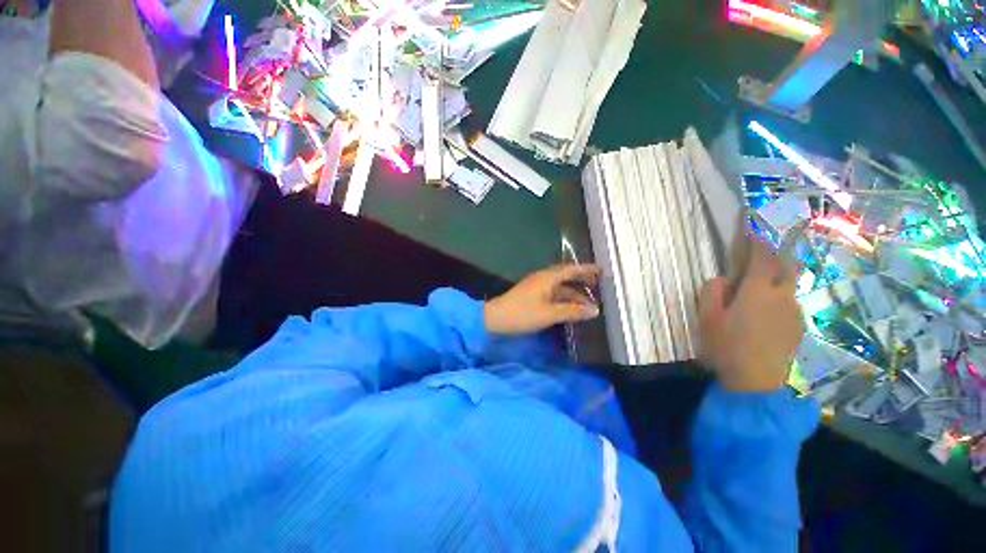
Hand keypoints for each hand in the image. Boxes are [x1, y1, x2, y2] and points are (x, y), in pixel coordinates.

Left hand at [484, 264, 600, 334]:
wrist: (496, 318)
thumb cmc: (523, 313)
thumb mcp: (549, 314)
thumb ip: (572, 311)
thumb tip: (593, 311)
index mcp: (547, 278)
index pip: (571, 270)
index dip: (587, 269)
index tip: (601, 269)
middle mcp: (543, 278)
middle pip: (566, 276)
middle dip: (581, 280)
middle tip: (597, 285)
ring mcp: (537, 286)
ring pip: (559, 286)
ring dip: (573, 293)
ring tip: (588, 304)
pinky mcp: (532, 294)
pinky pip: (553, 293)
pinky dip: (563, 298)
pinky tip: (570, 307)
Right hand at [699, 240, 803, 391]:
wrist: (756, 381)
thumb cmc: (726, 345)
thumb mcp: (708, 316)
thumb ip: (713, 291)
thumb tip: (724, 279)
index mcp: (758, 290)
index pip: (763, 257)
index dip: (758, 240)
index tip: (754, 227)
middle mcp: (783, 296)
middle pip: (787, 266)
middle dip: (777, 254)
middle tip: (764, 254)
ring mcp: (794, 312)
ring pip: (788, 287)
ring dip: (776, 281)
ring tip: (759, 293)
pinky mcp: (798, 327)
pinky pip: (789, 304)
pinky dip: (779, 300)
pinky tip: (765, 316)